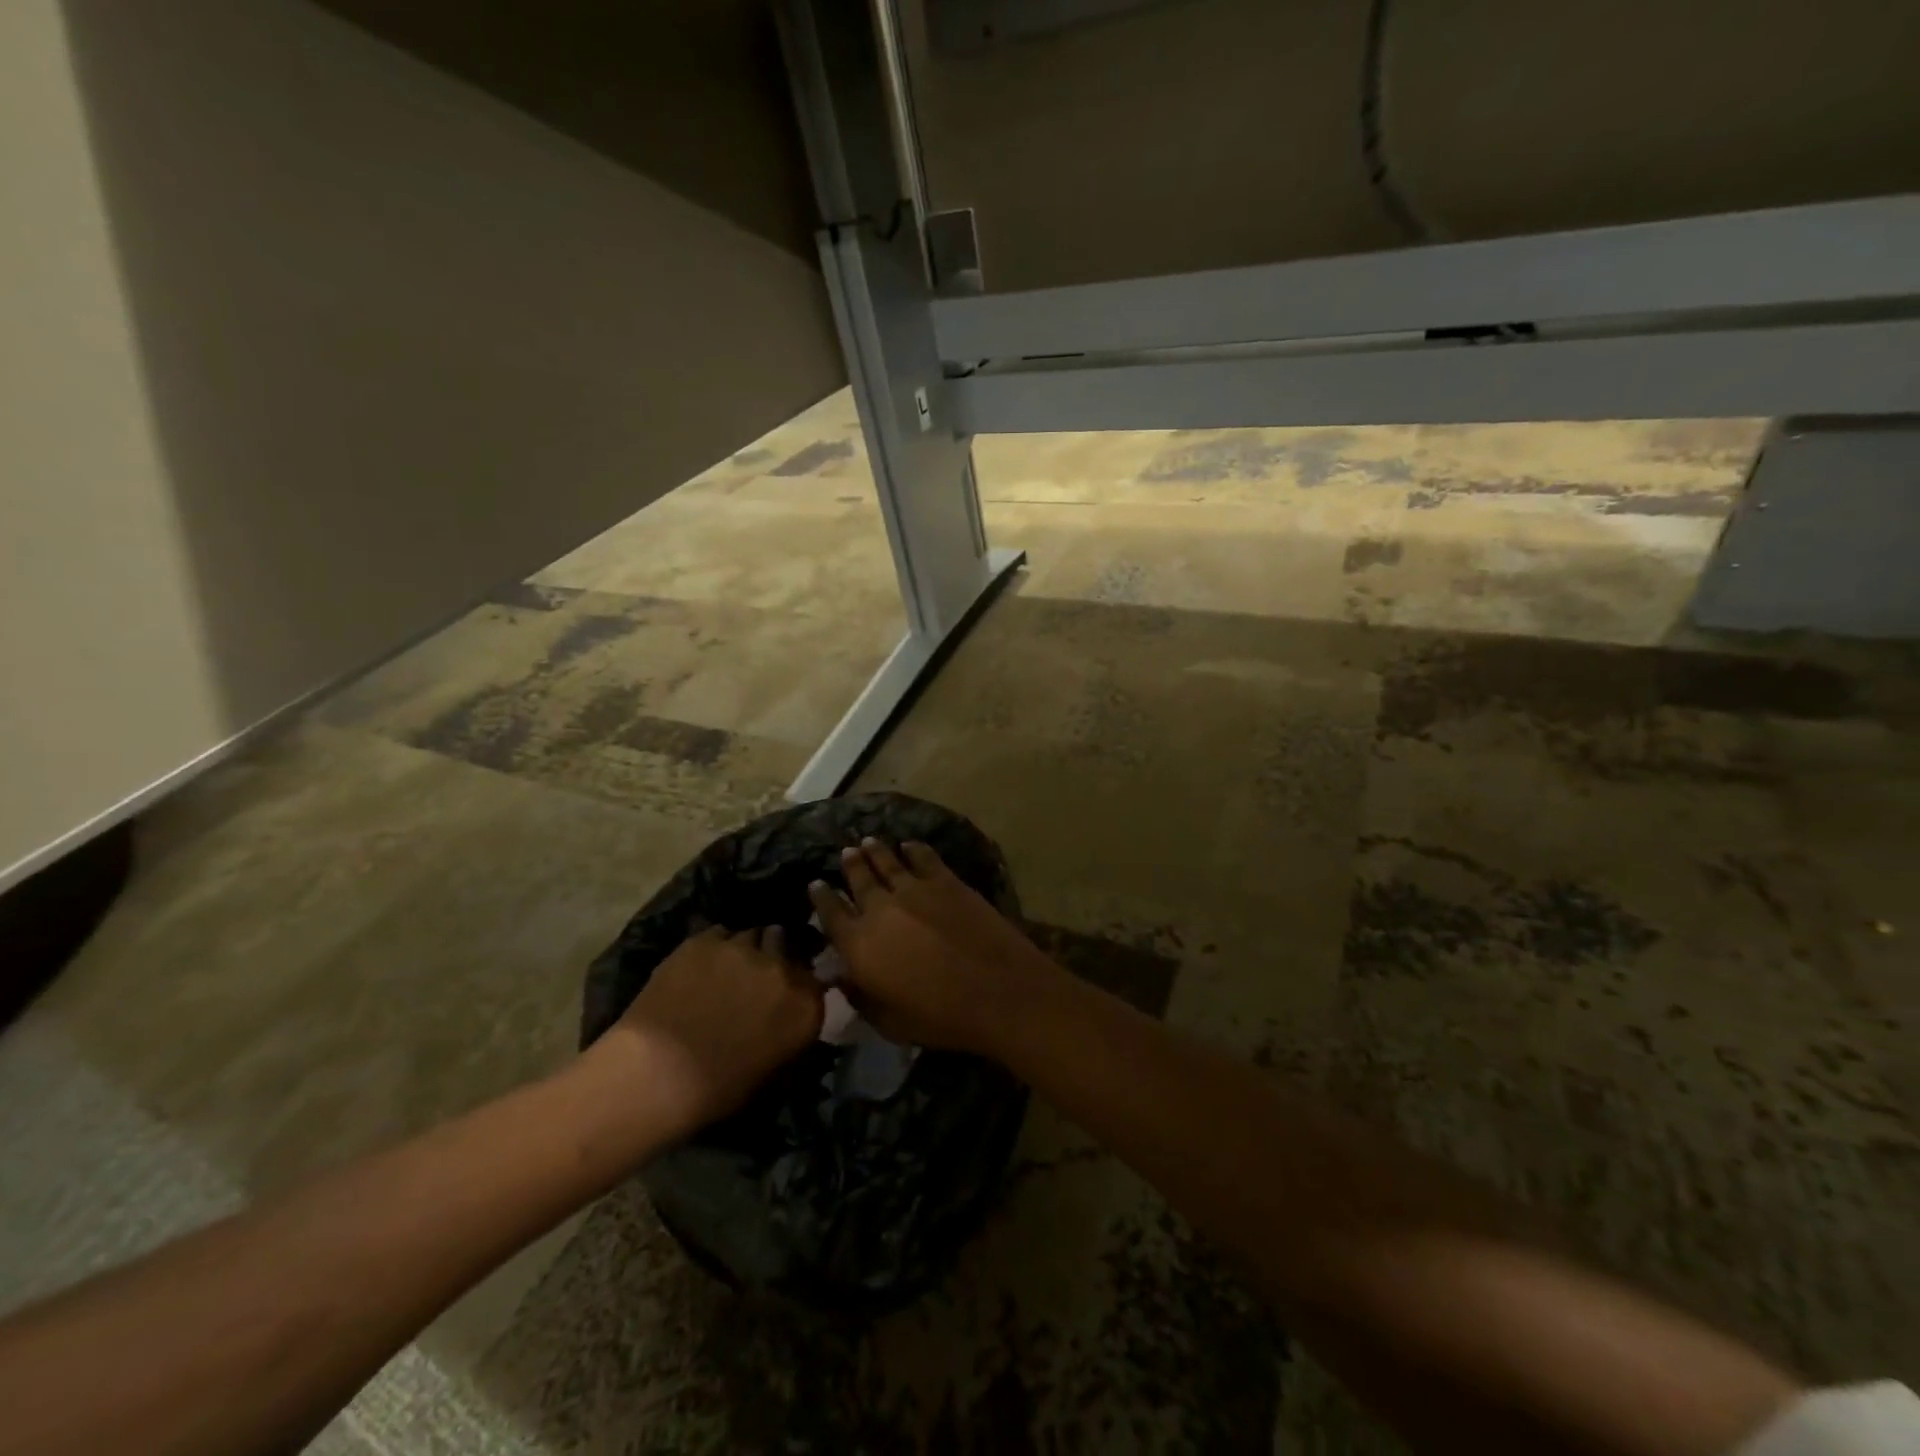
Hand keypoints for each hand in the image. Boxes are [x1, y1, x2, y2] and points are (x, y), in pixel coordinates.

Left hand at [594, 926, 822, 1137]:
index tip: (785, 994)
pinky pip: (718, 934)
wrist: (659, 1073)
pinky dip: (714, 948)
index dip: (798, 984)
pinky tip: (698, 967)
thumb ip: (789, 1033)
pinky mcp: (706, 940)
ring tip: (726, 968)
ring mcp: (744, 948)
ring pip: (752, 935)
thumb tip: (785, 1021)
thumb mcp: (773, 1070)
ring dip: (745, 950)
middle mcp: (783, 967)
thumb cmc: (718, 1089)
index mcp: (806, 1004)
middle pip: (786, 945)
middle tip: (756, 976)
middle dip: (775, 956)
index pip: (816, 980)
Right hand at [808, 839, 1062, 1057]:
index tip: (815, 884)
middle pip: (858, 879)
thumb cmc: (940, 1017)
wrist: (996, 991)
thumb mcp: (888, 1021)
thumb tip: (841, 976)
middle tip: (845, 853)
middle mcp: (880, 909)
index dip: (821, 898)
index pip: (831, 914)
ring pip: (887, 862)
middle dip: (849, 865)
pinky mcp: (946, 881)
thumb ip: (859, 996)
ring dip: (875, 851)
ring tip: (868, 842)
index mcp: (859, 945)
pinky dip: (913, 849)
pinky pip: (923, 857)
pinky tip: (909, 845)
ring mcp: (914, 889)